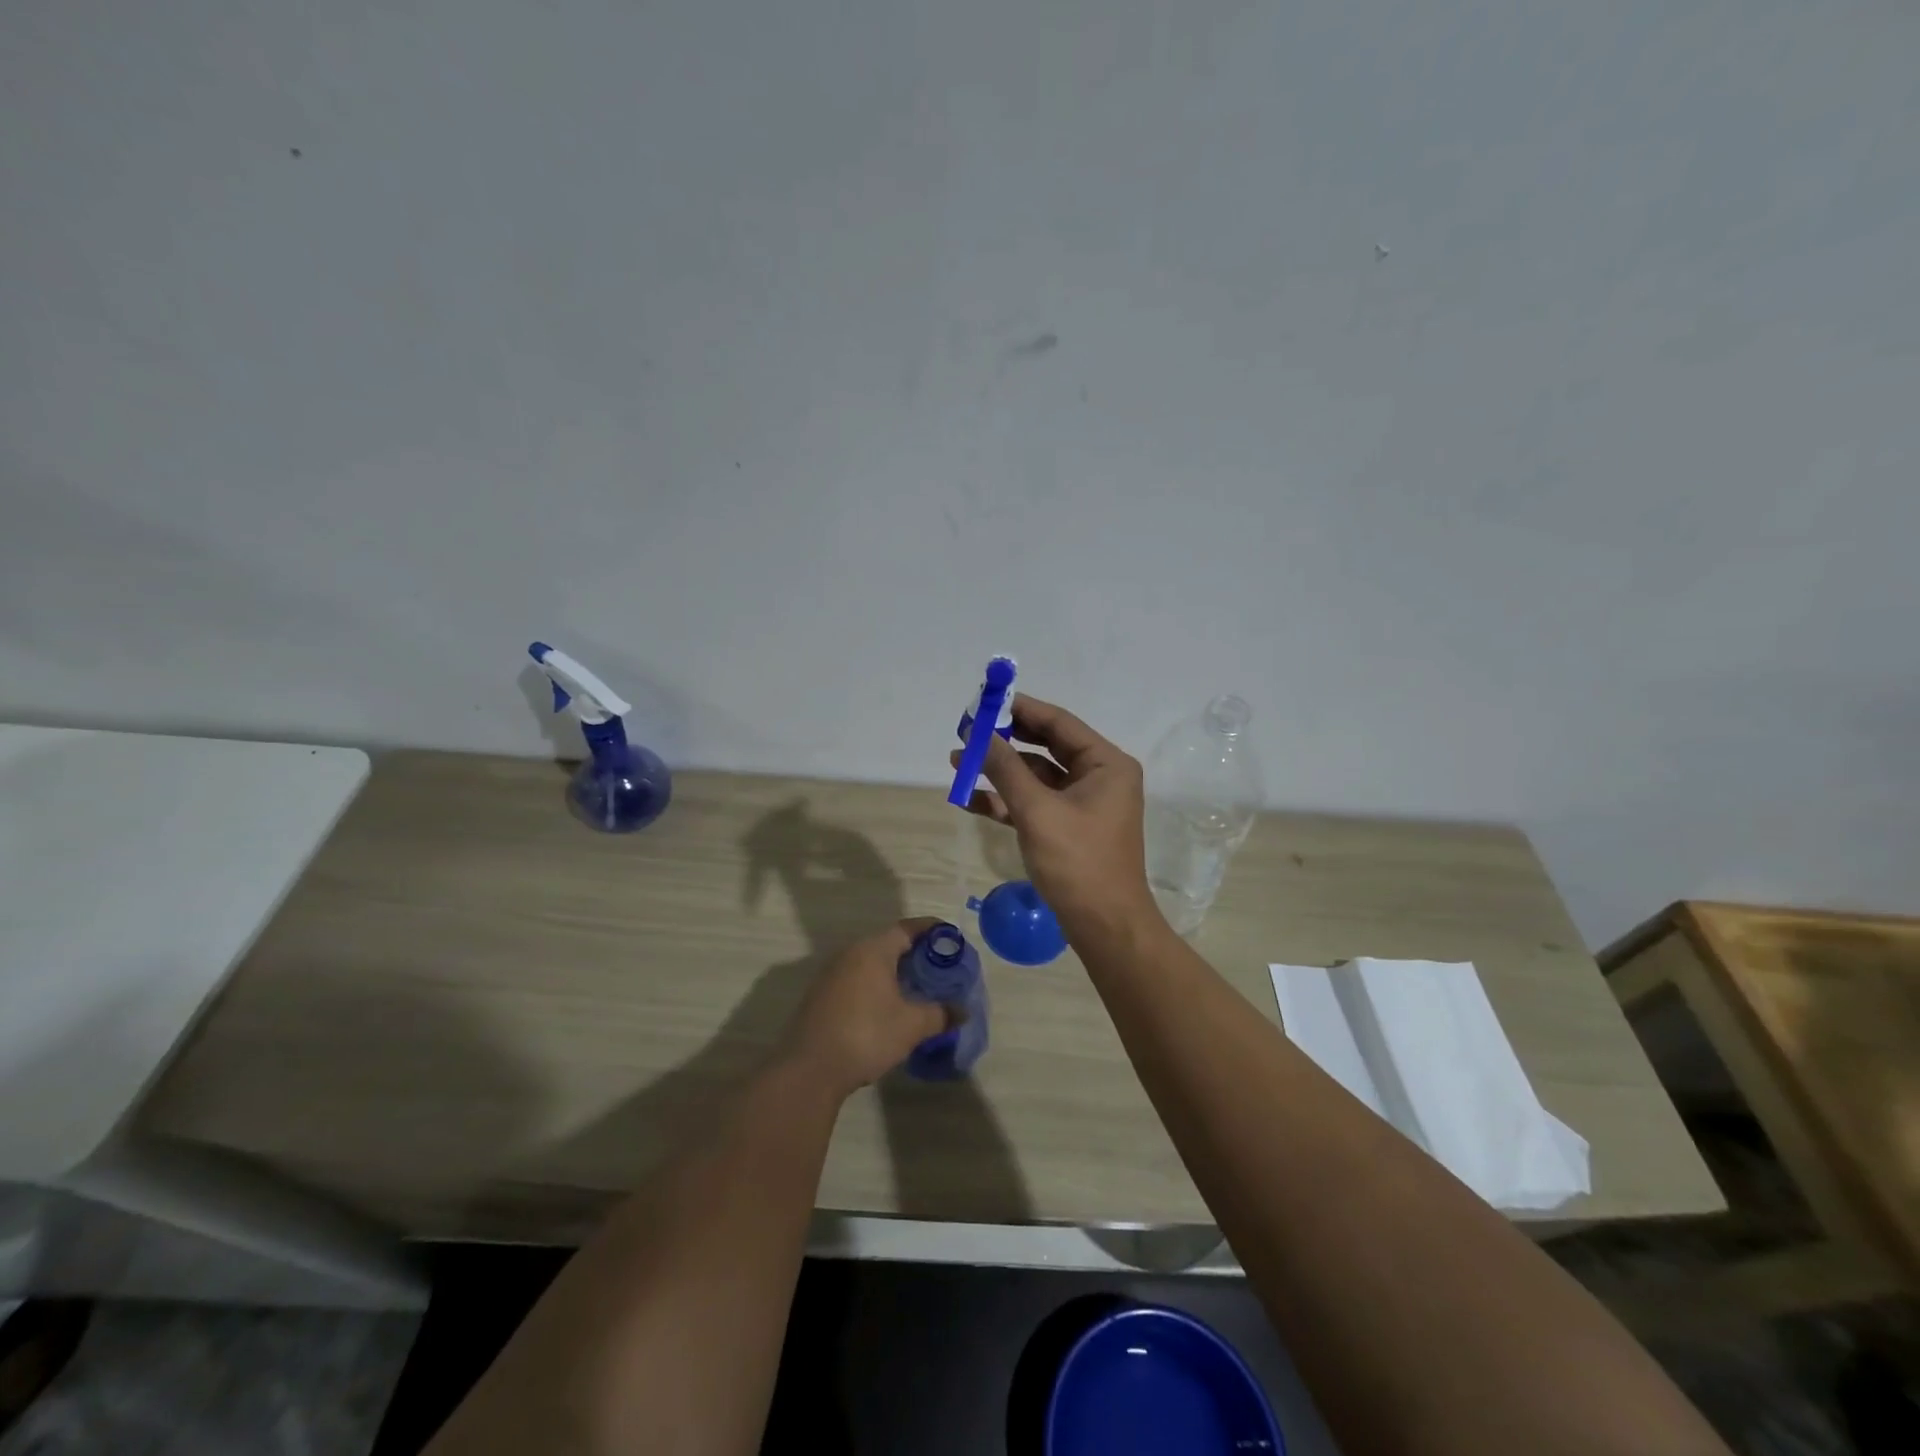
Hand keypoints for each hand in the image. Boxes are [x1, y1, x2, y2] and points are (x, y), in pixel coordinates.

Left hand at [783, 919, 950, 1097]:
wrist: (809, 1069)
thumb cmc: (866, 1035)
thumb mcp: (911, 1025)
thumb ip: (940, 1014)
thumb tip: (962, 1011)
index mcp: (873, 950)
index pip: (907, 928)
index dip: (932, 930)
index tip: (951, 938)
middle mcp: (850, 954)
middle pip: (888, 944)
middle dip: (915, 954)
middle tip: (939, 969)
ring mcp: (831, 974)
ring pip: (871, 963)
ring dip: (894, 972)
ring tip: (916, 990)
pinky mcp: (821, 996)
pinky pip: (856, 980)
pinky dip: (876, 986)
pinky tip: (887, 1008)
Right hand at [953, 695, 1161, 944]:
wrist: (1104, 927)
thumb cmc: (1078, 862)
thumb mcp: (1037, 811)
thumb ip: (1005, 769)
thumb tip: (978, 734)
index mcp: (1106, 763)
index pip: (1058, 723)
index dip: (1020, 710)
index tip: (985, 701)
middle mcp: (1099, 776)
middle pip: (1046, 747)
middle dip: (1005, 741)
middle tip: (967, 731)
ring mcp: (1083, 804)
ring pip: (1035, 776)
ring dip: (999, 771)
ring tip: (957, 762)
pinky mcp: (1068, 828)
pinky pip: (1034, 803)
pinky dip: (1006, 801)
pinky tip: (970, 799)